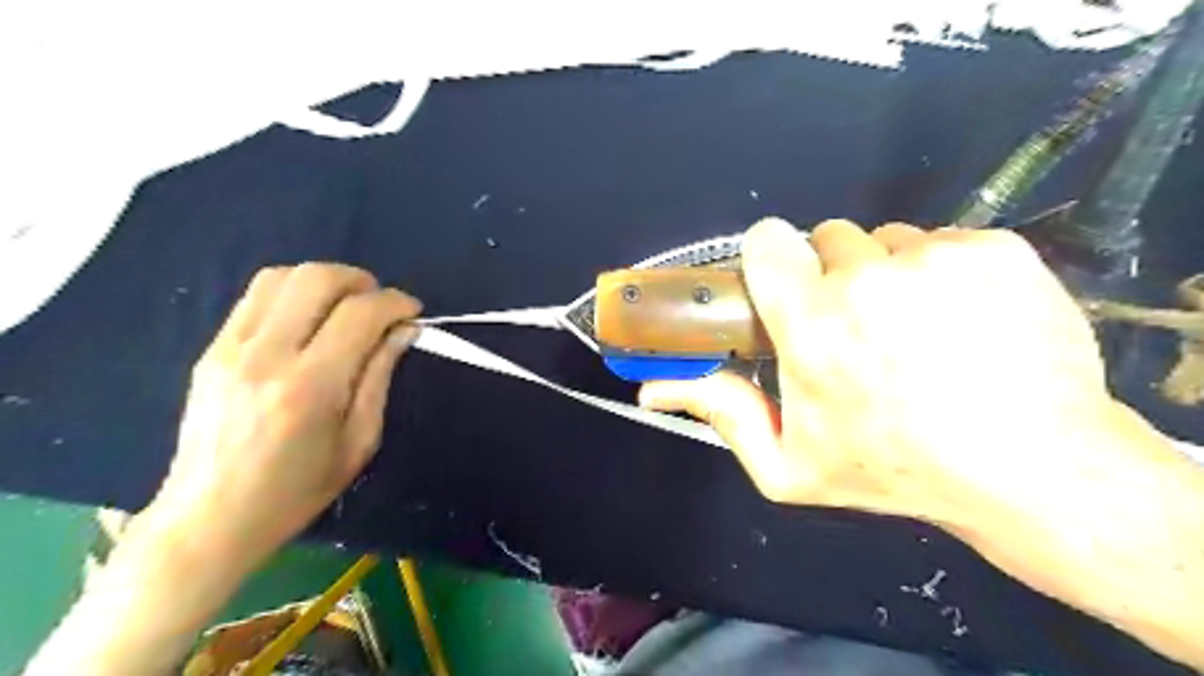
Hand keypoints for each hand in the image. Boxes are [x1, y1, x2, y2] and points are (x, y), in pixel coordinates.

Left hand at [147, 260, 419, 570]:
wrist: (209, 519)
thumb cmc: (297, 491)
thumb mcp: (359, 442)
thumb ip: (380, 377)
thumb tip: (404, 329)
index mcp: (310, 387)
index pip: (360, 315)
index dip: (396, 302)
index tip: (412, 312)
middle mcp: (266, 356)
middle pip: (317, 279)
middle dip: (361, 281)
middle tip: (380, 304)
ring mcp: (230, 349)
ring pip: (281, 276)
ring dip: (324, 280)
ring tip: (345, 305)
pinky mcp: (210, 350)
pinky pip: (255, 296)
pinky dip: (293, 293)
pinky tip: (309, 318)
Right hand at [640, 221, 1128, 536]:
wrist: (1033, 470)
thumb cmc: (894, 471)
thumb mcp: (789, 465)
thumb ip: (720, 414)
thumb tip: (652, 388)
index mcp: (812, 325)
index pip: (768, 242)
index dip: (772, 260)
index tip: (786, 288)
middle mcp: (868, 279)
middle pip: (829, 238)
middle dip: (833, 275)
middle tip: (857, 326)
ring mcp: (937, 258)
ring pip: (889, 240)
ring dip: (889, 274)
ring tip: (914, 329)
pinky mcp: (995, 250)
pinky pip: (946, 241)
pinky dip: (944, 272)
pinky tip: (963, 322)